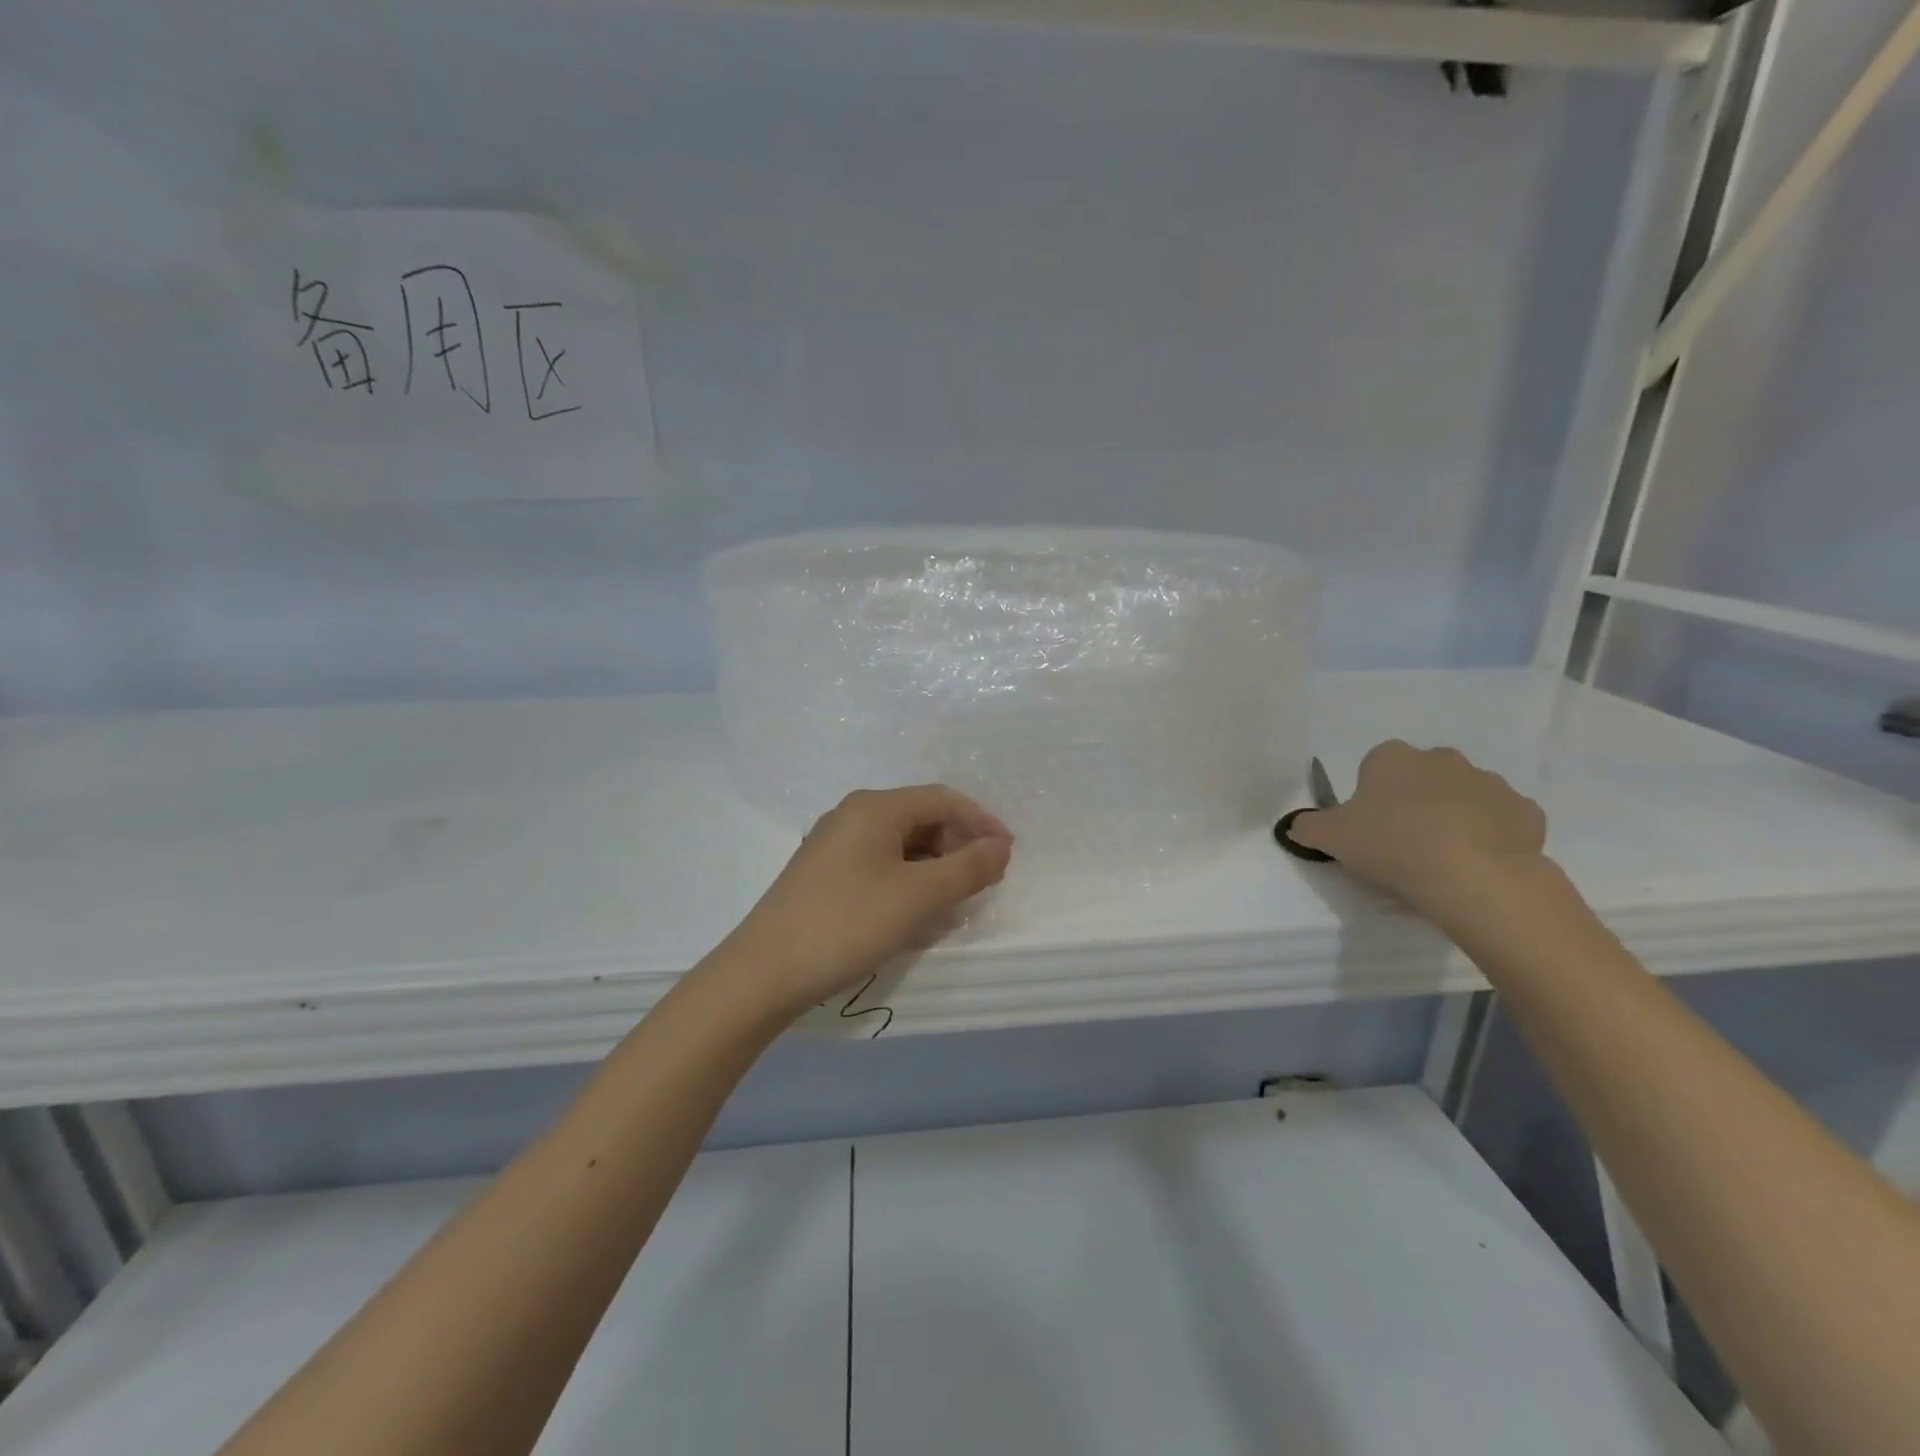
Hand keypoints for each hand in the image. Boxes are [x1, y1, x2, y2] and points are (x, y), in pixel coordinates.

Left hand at [721, 786, 1013, 1018]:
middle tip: (982, 883)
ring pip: (899, 845)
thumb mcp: (919, 897)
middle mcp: (852, 815)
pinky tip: (914, 913)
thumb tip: (1000, 846)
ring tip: (954, 903)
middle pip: (920, 818)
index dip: (981, 822)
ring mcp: (833, 845)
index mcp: (875, 807)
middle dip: (957, 847)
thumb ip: (968, 868)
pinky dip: (906, 881)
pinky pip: (878, 865)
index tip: (1008, 855)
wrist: (764, 973)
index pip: (943, 799)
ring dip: (934, 868)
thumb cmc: (848, 924)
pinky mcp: (823, 874)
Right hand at [1286, 741, 1548, 922]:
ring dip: (1454, 817)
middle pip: (1421, 776)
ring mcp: (1489, 782)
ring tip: (1442, 858)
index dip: (1370, 796)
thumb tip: (1295, 826)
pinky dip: (1492, 835)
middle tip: (1403, 842)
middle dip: (1414, 800)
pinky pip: (1501, 820)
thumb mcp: (1329, 838)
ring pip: (1463, 796)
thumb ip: (1307, 827)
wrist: (1472, 875)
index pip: (1374, 766)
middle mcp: (1442, 758)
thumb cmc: (1391, 844)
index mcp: (1392, 757)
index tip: (1369, 827)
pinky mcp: (1525, 812)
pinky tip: (1478, 863)